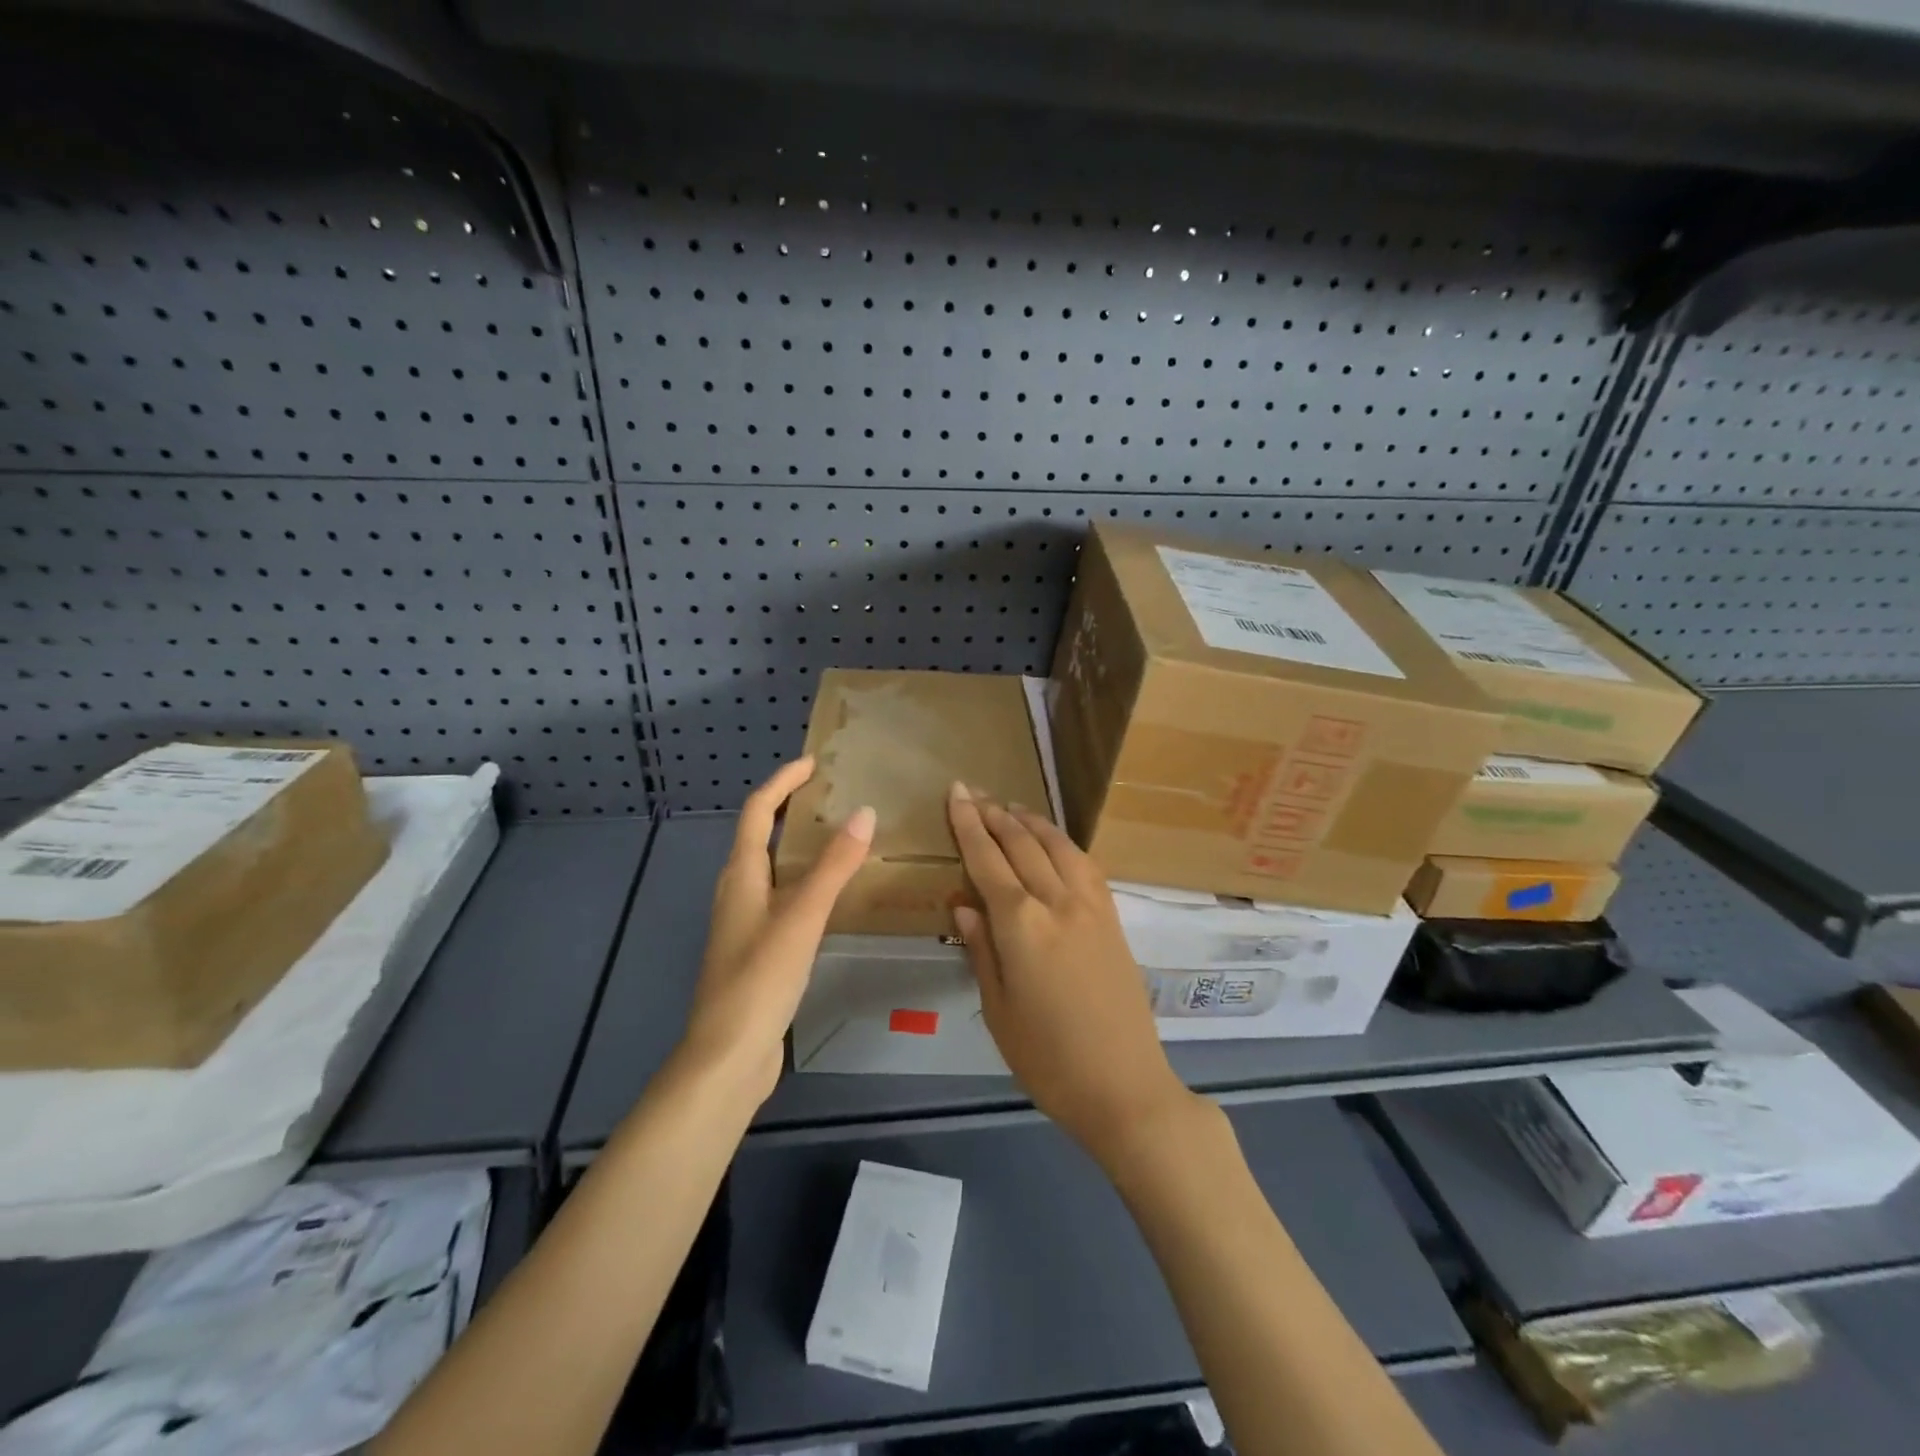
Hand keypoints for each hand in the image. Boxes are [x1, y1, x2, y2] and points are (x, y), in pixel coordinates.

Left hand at [680, 757, 874, 1103]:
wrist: (728, 1059)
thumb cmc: (759, 981)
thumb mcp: (801, 918)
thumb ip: (833, 866)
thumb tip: (864, 812)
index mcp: (740, 876)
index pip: (757, 813)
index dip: (782, 783)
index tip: (814, 764)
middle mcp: (738, 893)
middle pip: (760, 837)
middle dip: (791, 810)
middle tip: (834, 798)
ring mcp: (746, 924)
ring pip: (773, 870)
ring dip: (800, 847)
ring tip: (841, 839)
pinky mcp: (758, 951)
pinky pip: (783, 899)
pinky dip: (806, 883)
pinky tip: (833, 898)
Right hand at [946, 783, 1192, 1166]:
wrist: (1124, 1086)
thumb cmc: (1048, 1059)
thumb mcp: (998, 1010)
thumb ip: (981, 949)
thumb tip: (963, 904)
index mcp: (1021, 926)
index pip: (988, 860)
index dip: (969, 824)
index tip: (956, 793)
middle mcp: (1057, 902)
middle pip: (1022, 844)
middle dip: (995, 814)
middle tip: (974, 792)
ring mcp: (1091, 906)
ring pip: (1057, 845)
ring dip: (1030, 821)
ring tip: (1009, 806)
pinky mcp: (1112, 917)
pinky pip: (1085, 864)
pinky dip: (1063, 842)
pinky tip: (1053, 840)